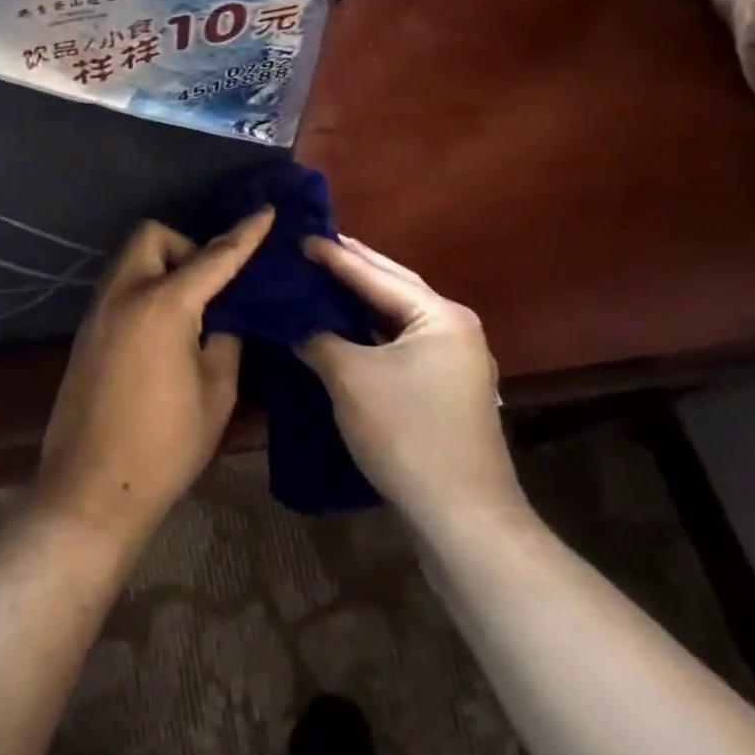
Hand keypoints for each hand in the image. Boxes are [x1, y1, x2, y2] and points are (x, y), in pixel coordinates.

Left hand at [34, 209, 273, 546]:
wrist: (91, 487)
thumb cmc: (165, 445)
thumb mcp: (216, 394)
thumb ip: (225, 342)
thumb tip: (221, 319)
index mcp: (163, 304)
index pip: (213, 257)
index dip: (243, 234)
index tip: (264, 211)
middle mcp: (124, 293)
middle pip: (151, 236)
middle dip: (184, 246)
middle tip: (208, 285)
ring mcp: (98, 309)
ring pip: (130, 260)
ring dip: (161, 266)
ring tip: (188, 308)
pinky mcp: (85, 329)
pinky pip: (118, 287)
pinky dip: (143, 289)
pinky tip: (161, 328)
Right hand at [300, 235, 523, 534]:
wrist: (463, 519)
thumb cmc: (407, 433)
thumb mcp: (349, 378)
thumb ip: (316, 337)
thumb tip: (290, 320)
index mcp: (439, 315)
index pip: (374, 274)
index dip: (333, 255)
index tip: (298, 236)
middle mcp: (453, 328)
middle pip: (392, 287)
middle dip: (351, 268)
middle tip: (310, 248)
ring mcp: (453, 360)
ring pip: (395, 317)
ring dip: (358, 301)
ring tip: (319, 279)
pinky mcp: (443, 388)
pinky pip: (398, 343)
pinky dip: (368, 331)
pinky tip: (340, 327)